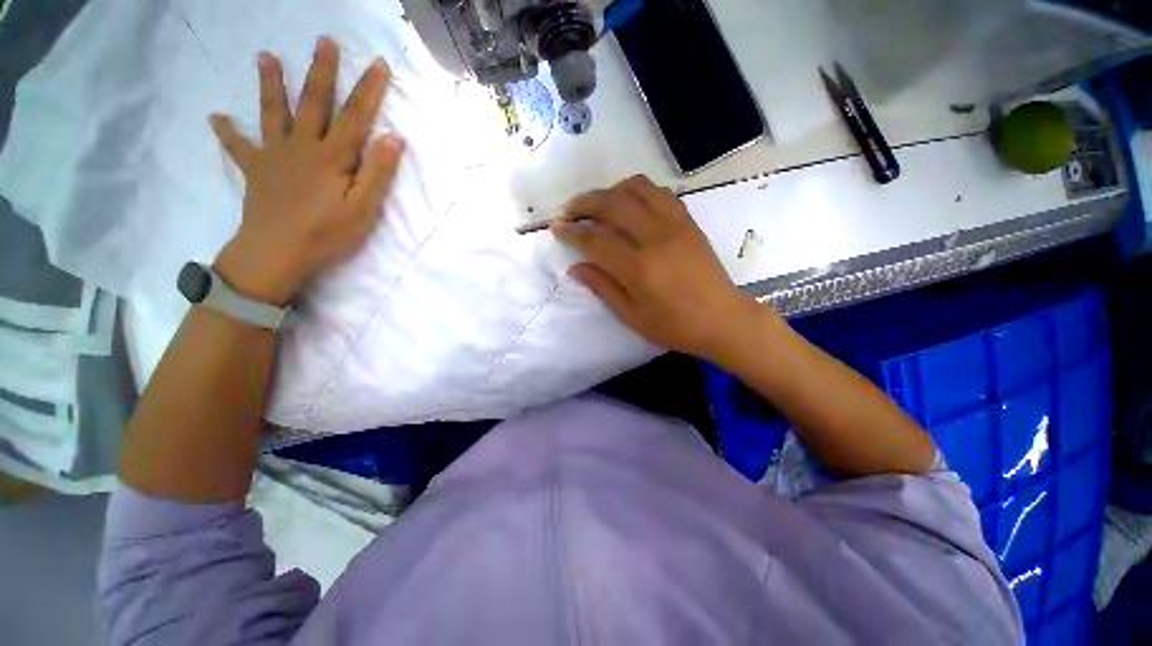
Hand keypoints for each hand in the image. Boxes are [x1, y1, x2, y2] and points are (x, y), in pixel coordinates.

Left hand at [210, 37, 404, 304]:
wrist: (276, 254)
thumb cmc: (327, 234)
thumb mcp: (363, 209)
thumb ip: (378, 174)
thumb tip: (392, 138)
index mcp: (333, 157)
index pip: (355, 117)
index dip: (368, 90)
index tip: (377, 63)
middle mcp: (302, 146)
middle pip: (313, 103)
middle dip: (321, 72)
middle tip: (322, 40)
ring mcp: (275, 156)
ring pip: (273, 113)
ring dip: (270, 85)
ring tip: (265, 57)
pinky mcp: (256, 171)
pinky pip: (238, 147)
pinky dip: (227, 132)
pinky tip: (216, 118)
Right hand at [552, 176, 767, 360]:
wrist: (722, 319)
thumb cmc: (674, 326)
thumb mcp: (632, 316)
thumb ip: (602, 288)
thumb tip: (575, 267)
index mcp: (639, 268)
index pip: (595, 239)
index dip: (571, 231)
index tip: (556, 227)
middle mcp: (655, 238)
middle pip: (612, 204)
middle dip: (584, 202)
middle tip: (569, 210)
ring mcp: (675, 225)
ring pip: (637, 189)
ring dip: (610, 190)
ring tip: (597, 203)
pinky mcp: (688, 221)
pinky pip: (660, 193)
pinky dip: (638, 190)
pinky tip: (629, 202)